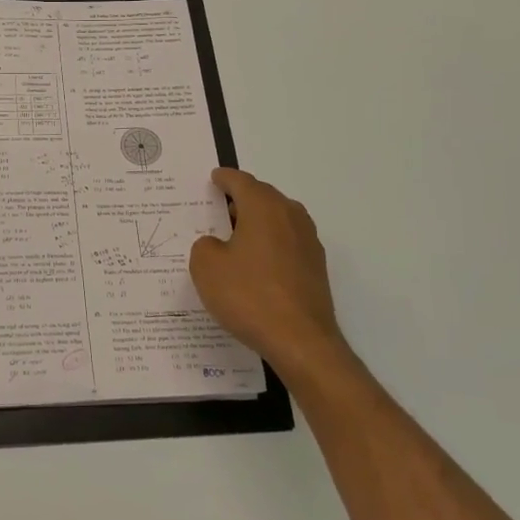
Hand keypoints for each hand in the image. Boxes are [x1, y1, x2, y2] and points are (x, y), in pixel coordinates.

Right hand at [189, 168, 355, 382]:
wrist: (300, 341)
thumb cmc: (249, 296)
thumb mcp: (206, 267)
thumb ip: (204, 245)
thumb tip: (216, 244)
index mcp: (264, 208)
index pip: (241, 182)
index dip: (224, 178)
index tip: (214, 178)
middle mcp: (290, 216)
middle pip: (263, 197)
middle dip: (241, 199)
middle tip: (218, 207)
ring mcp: (308, 242)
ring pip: (278, 220)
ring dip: (257, 222)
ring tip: (234, 237)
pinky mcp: (315, 268)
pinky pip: (286, 243)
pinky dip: (269, 244)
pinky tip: (254, 264)